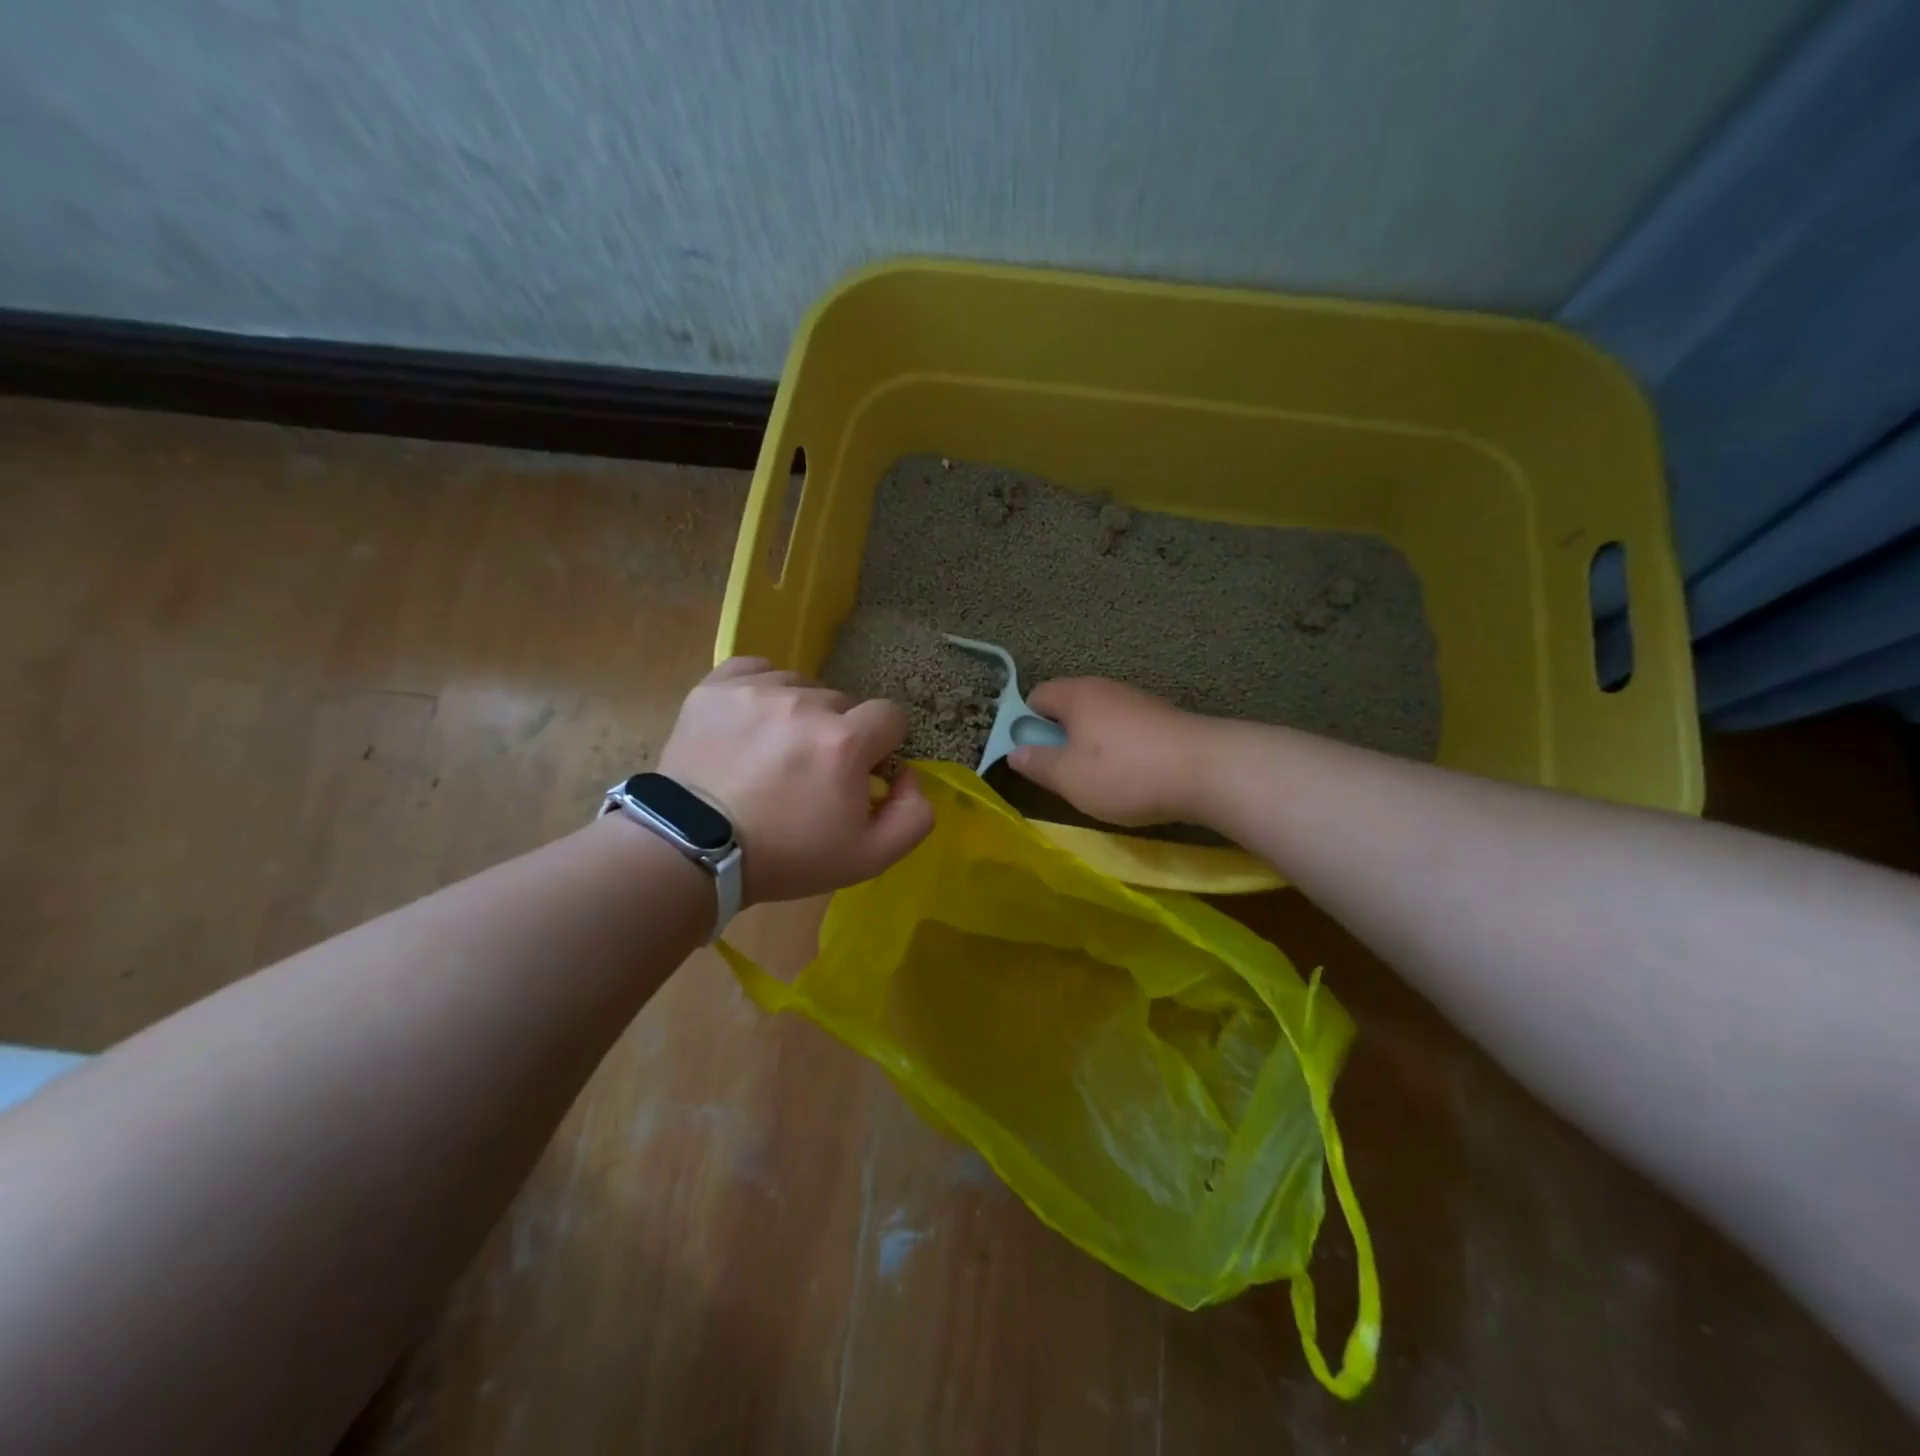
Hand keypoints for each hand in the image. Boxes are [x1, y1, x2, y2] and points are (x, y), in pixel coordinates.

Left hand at [659, 658, 933, 903]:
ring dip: (799, 714)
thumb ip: (915, 814)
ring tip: (774, 751)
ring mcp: (757, 690)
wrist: (692, 851)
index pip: (890, 716)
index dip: (881, 746)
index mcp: (845, 740)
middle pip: (843, 703)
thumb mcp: (870, 857)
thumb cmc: (786, 857)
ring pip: (801, 686)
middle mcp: (804, 703)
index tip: (859, 773)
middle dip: (838, 734)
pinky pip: (757, 670)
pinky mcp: (716, 686)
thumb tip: (909, 776)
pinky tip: (753, 723)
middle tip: (809, 773)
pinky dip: (763, 692)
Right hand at [1009, 678, 1210, 826]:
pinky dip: (1121, 751)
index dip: (1024, 723)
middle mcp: (1107, 689)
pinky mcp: (1164, 720)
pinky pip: (1127, 731)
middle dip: (1060, 737)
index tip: (1029, 756)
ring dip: (1092, 746)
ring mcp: (1139, 702)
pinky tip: (1131, 777)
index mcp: (1077, 694)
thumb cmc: (1124, 772)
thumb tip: (1014, 751)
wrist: (1207, 771)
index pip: (1036, 696)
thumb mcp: (1068, 777)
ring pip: (1100, 721)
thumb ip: (1037, 764)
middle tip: (1061, 774)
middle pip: (1070, 707)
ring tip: (1098, 781)